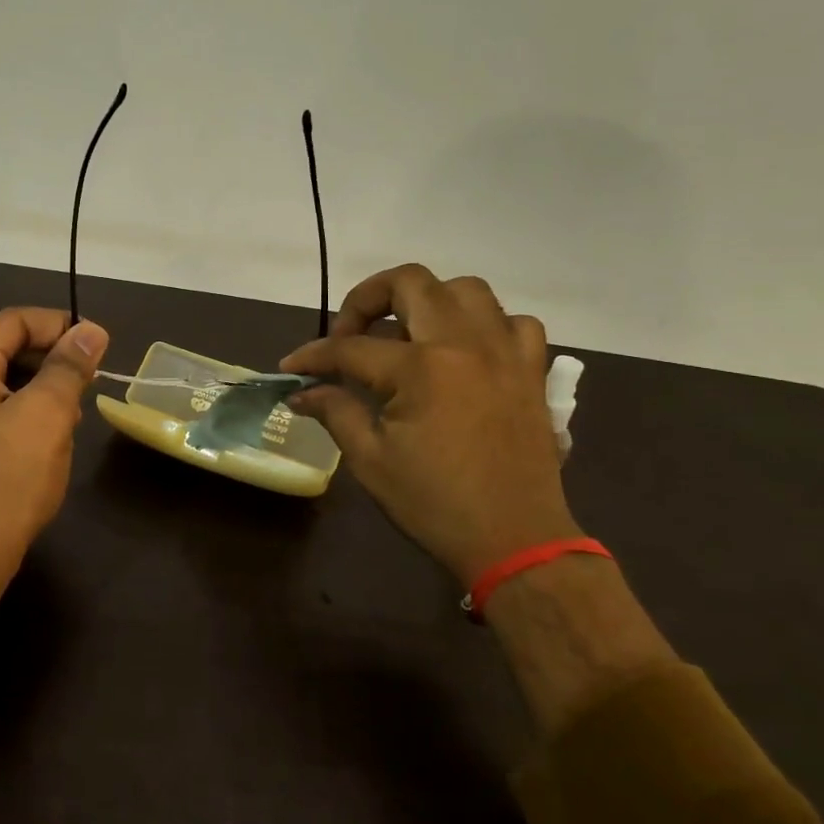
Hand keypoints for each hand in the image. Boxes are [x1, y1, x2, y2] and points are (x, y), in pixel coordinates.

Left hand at [0, 307, 108, 581]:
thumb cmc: (6, 480)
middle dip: (50, 364)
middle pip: (5, 347)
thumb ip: (69, 366)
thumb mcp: (47, 415)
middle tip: (85, 390)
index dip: (60, 328)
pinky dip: (20, 411)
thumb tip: (91, 330)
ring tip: (67, 421)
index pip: (14, 321)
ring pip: (0, 379)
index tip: (98, 348)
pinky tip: (43, 438)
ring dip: (39, 390)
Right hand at [282, 265, 577, 587]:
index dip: (313, 355)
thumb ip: (335, 412)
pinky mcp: (531, 370)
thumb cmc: (435, 504)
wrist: (515, 541)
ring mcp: (505, 352)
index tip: (291, 366)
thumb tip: (301, 393)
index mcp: (420, 368)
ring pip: (466, 289)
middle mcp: (464, 343)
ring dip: (428, 301)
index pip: (350, 347)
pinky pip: (513, 322)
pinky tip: (467, 352)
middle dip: (367, 299)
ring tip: (408, 336)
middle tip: (350, 334)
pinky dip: (486, 326)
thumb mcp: (370, 460)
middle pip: (410, 282)